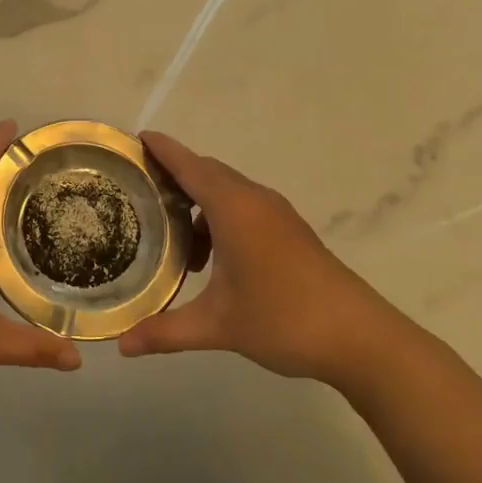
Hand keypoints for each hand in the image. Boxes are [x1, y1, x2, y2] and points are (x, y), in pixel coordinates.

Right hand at [118, 132, 427, 391]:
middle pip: (207, 173)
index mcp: (233, 208)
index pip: (188, 165)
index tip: (136, 137)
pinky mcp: (290, 231)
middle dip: (174, 177)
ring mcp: (276, 214)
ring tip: (173, 240)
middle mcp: (254, 200)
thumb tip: (120, 345)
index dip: (162, 149)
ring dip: (198, 205)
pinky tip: (211, 260)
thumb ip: (166, 331)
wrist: (360, 338)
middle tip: (139, 191)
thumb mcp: (218, 326)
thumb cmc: (283, 319)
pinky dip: (219, 219)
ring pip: (227, 192)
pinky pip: (244, 208)